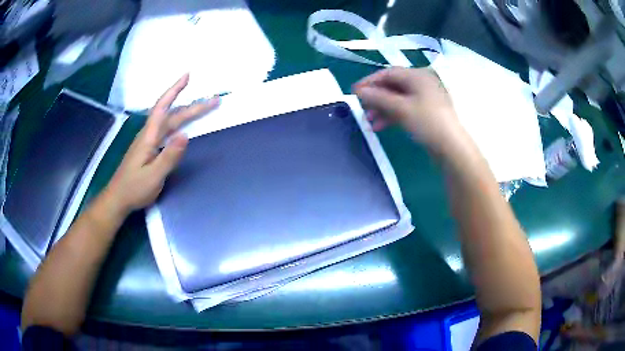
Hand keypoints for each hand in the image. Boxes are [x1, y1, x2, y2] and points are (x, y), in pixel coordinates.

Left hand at [103, 74, 218, 215]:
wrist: (118, 198)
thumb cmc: (134, 189)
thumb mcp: (153, 176)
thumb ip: (169, 156)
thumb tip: (186, 135)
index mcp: (149, 137)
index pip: (163, 107)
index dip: (175, 90)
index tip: (187, 76)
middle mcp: (149, 134)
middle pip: (171, 114)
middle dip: (192, 105)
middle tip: (213, 101)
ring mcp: (148, 141)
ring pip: (169, 121)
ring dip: (186, 112)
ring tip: (202, 107)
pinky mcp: (149, 148)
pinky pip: (166, 129)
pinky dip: (178, 121)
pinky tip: (182, 124)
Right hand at [353, 67, 462, 153]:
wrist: (451, 147)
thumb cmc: (427, 122)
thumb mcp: (401, 108)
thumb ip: (378, 98)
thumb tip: (359, 91)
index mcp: (418, 76)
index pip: (388, 73)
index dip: (369, 81)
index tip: (354, 92)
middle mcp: (421, 83)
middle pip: (392, 86)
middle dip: (375, 98)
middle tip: (361, 108)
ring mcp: (425, 98)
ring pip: (397, 99)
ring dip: (382, 109)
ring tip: (369, 122)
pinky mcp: (426, 112)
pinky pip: (404, 109)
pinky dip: (392, 115)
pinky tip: (380, 127)